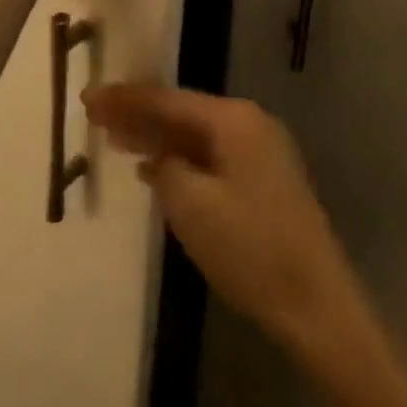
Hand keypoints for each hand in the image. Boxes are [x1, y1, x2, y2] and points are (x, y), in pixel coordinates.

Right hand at [84, 85, 377, 368]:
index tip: (87, 97)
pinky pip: (209, 158)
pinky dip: (179, 161)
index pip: (166, 99)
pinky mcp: (264, 183)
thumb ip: (164, 166)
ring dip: (155, 138)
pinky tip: (152, 170)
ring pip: (194, 136)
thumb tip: (159, 157)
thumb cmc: (250, 249)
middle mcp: (249, 124)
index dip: (124, 99)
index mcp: (233, 119)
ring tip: (114, 139)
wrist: (319, 310)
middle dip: (137, 114)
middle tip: (94, 114)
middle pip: (180, 112)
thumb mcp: (190, 203)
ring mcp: (260, 154)